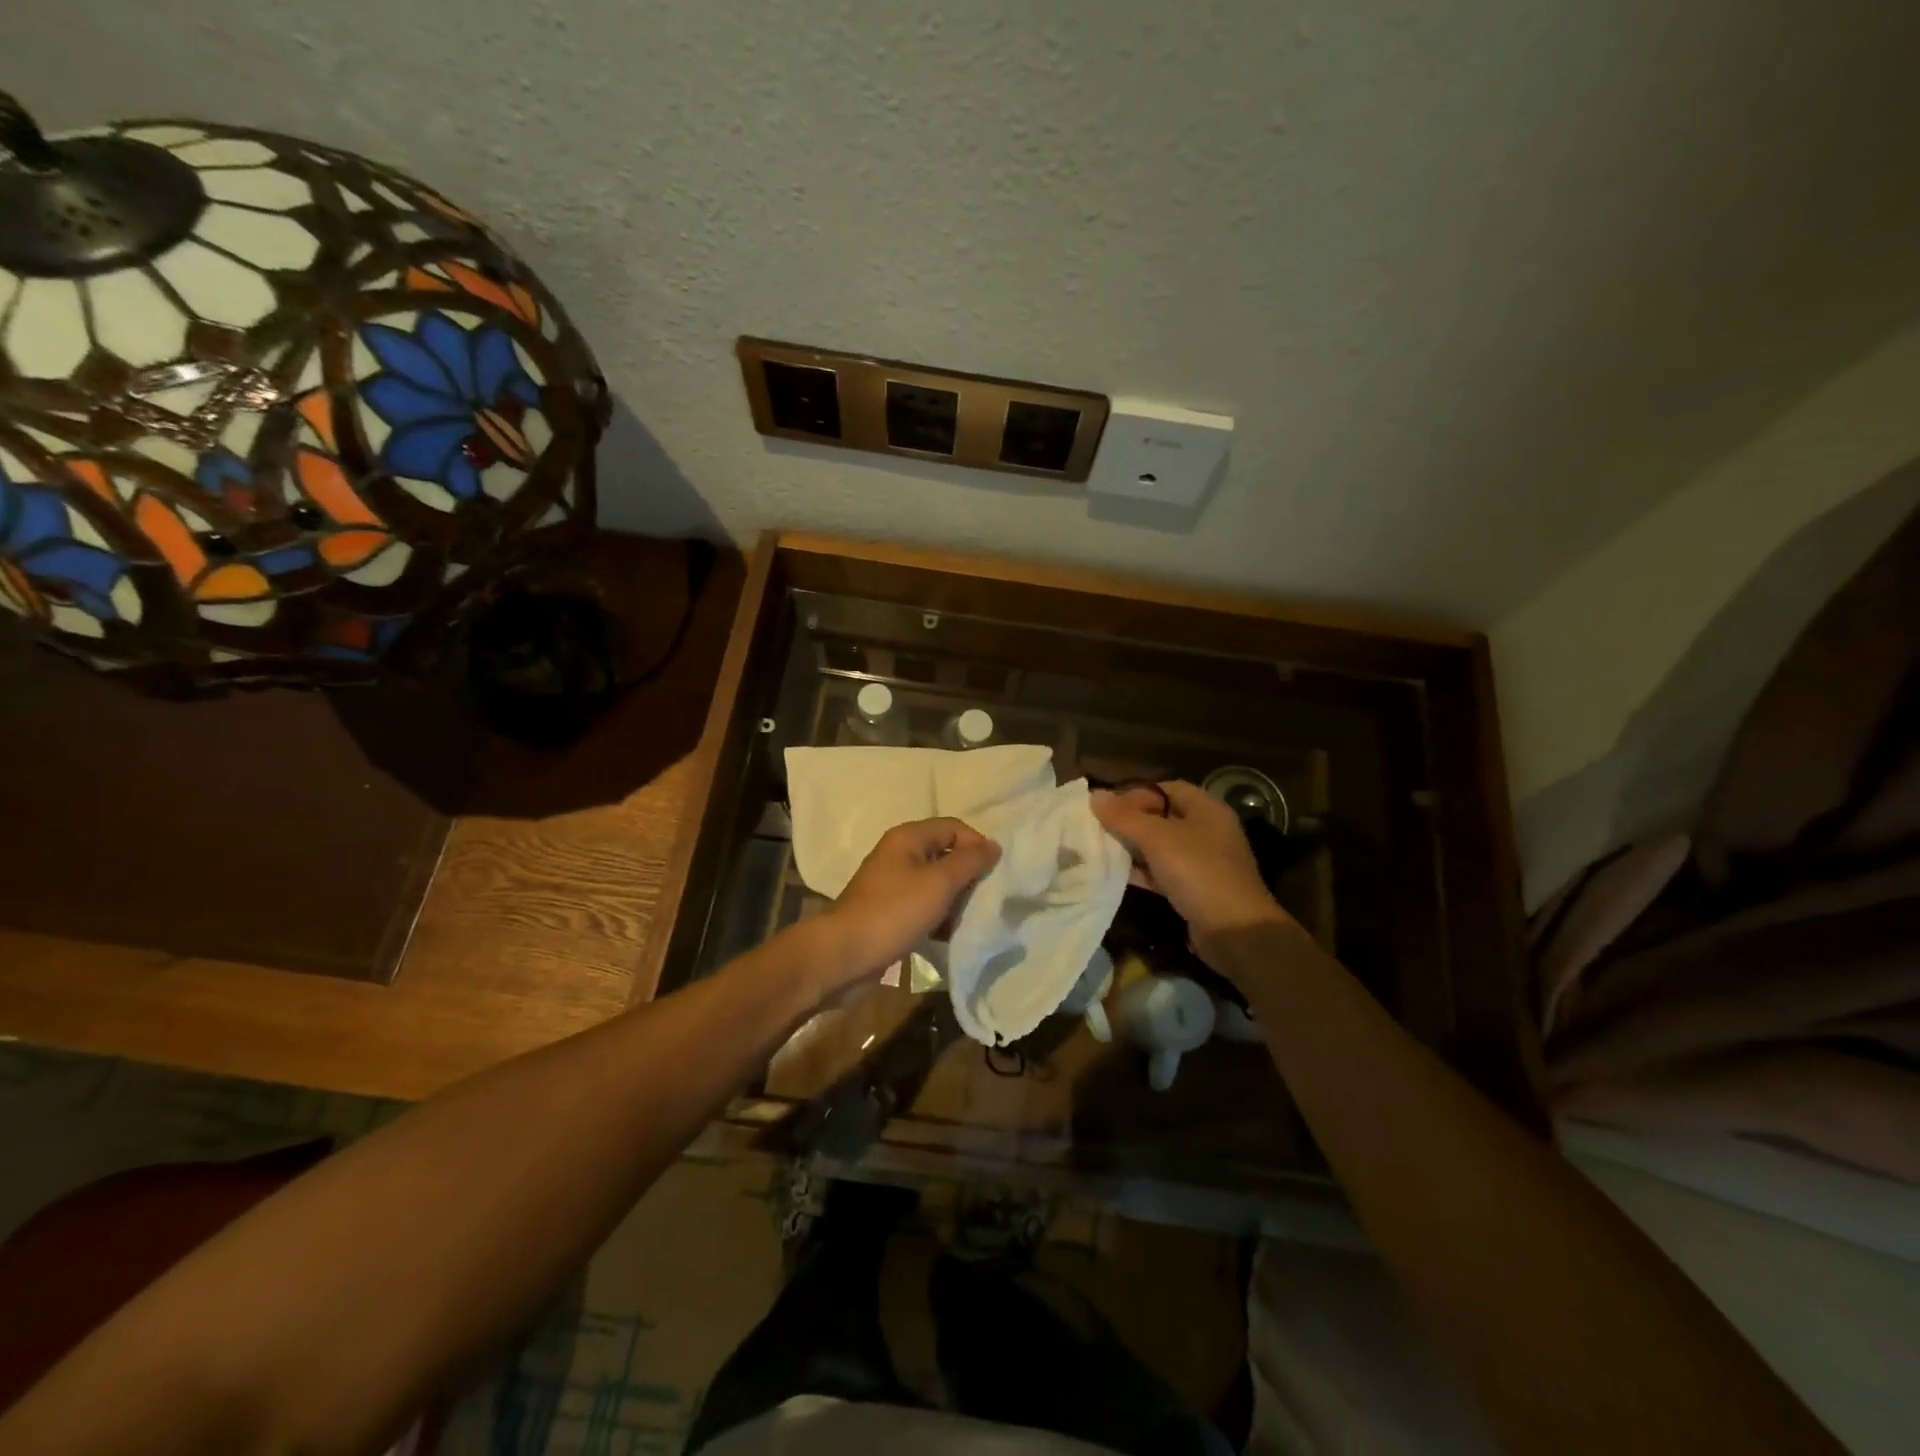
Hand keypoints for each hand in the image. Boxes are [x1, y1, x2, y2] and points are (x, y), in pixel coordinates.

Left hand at [812, 817, 1000, 991]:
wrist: (844, 955)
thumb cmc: (894, 912)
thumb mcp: (938, 883)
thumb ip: (969, 862)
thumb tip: (993, 845)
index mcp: (908, 838)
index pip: (953, 827)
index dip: (976, 844)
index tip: (994, 873)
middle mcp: (899, 855)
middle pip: (945, 855)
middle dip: (968, 875)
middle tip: (985, 898)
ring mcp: (893, 885)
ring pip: (936, 884)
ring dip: (955, 899)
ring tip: (971, 919)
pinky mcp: (890, 913)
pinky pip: (924, 907)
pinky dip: (939, 918)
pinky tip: (951, 935)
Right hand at [1091, 781, 1289, 960]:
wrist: (1235, 931)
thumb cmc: (1198, 872)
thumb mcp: (1157, 839)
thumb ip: (1124, 817)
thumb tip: (1094, 795)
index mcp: (1207, 810)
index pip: (1167, 789)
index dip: (1137, 794)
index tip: (1109, 806)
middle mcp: (1208, 832)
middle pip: (1163, 818)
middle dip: (1131, 822)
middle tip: (1100, 828)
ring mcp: (1203, 863)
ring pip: (1161, 847)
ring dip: (1134, 848)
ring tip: (1102, 850)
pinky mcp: (1196, 890)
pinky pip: (1163, 873)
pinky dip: (1142, 872)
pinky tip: (1117, 875)